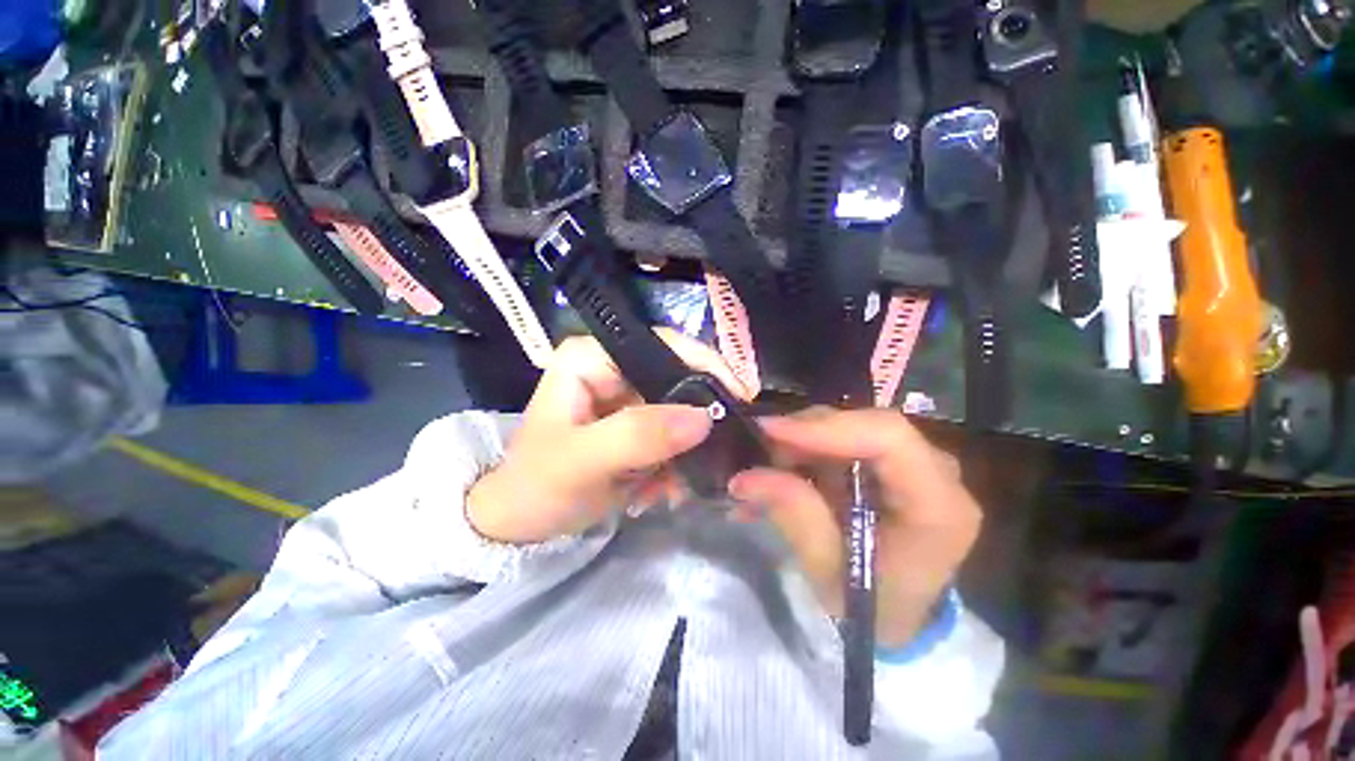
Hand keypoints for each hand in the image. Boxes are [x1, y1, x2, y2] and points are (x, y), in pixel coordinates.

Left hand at [467, 331, 752, 544]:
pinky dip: (676, 463)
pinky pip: (672, 434)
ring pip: (679, 410)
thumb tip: (704, 417)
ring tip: (678, 488)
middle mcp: (612, 368)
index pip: (662, 345)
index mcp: (592, 357)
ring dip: (687, 450)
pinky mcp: (633, 424)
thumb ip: (639, 436)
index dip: (706, 365)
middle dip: (697, 419)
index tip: (742, 397)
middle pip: (677, 378)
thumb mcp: (583, 462)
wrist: (519, 523)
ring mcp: (625, 397)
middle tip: (719, 452)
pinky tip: (663, 492)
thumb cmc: (537, 486)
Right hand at [728, 408, 980, 648]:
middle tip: (765, 452)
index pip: (888, 437)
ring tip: (773, 470)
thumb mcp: (828, 570)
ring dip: (806, 441)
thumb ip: (794, 516)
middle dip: (808, 433)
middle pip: (867, 424)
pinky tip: (786, 470)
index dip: (826, 426)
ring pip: (853, 425)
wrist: (899, 617)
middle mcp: (938, 473)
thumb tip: (746, 478)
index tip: (772, 431)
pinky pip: (848, 437)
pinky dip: (811, 448)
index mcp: (938, 506)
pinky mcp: (896, 462)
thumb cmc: (871, 606)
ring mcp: (920, 463)